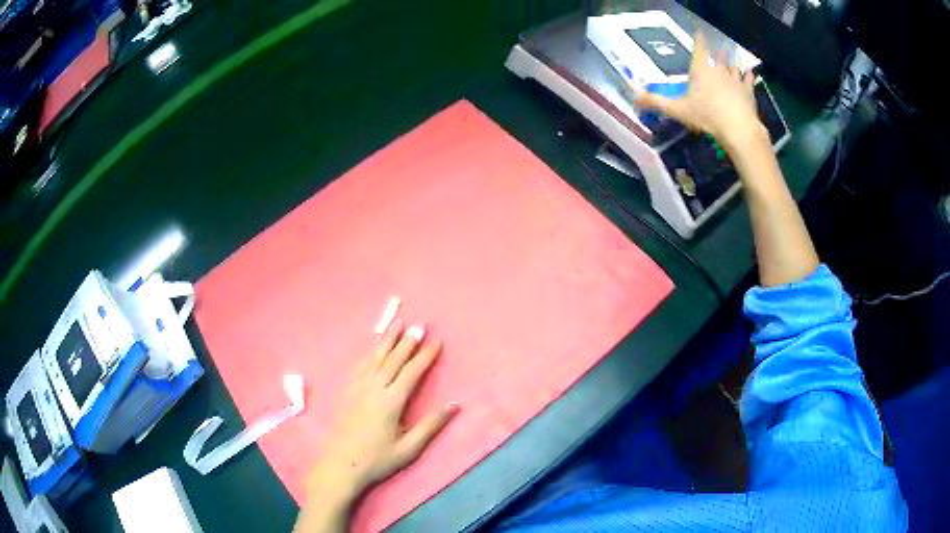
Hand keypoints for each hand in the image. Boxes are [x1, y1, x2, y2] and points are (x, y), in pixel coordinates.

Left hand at [304, 320, 457, 508]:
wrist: (340, 464)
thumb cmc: (377, 459)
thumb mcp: (409, 448)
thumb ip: (431, 425)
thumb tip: (455, 405)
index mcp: (391, 402)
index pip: (412, 372)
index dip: (425, 356)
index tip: (437, 340)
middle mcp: (374, 389)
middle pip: (393, 360)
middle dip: (408, 342)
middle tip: (420, 325)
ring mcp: (357, 388)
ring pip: (375, 357)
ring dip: (387, 339)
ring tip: (397, 323)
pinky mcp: (346, 391)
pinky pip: (360, 365)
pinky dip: (369, 351)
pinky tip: (373, 345)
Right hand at [636, 33, 765, 151]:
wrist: (739, 129)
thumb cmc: (707, 116)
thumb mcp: (678, 110)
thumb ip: (657, 102)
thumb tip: (634, 96)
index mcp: (701, 70)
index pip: (699, 47)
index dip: (699, 39)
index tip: (699, 32)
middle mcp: (718, 70)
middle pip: (718, 56)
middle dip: (717, 52)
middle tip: (717, 49)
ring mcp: (735, 80)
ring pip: (733, 66)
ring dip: (732, 63)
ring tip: (731, 61)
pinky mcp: (748, 92)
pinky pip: (748, 79)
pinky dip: (748, 75)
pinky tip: (749, 73)